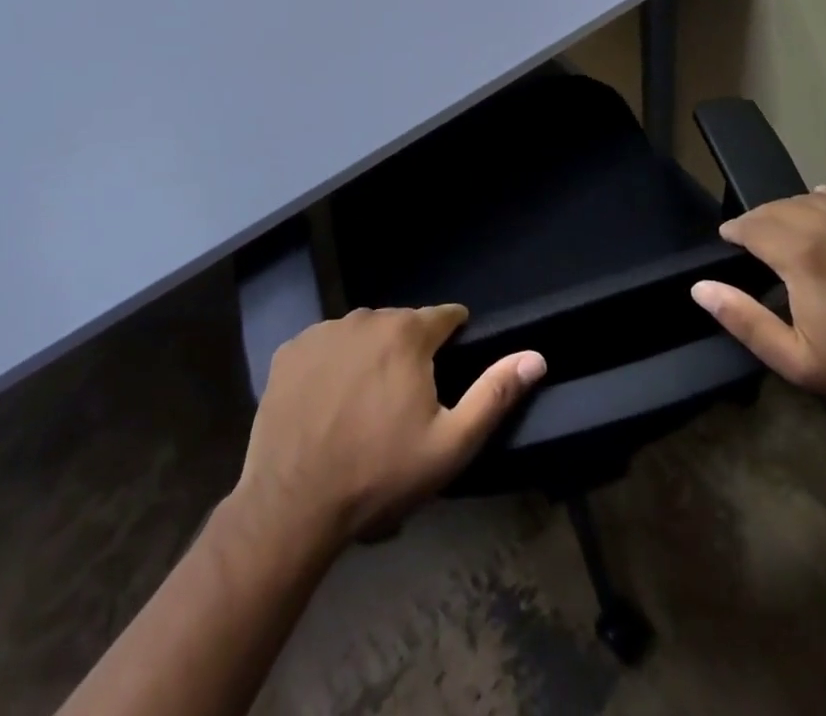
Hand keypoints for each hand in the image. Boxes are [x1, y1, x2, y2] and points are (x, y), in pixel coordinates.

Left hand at [237, 306, 545, 547]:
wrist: (291, 507)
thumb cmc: (379, 474)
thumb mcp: (450, 444)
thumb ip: (494, 394)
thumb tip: (536, 356)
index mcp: (407, 333)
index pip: (445, 317)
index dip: (453, 337)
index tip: (449, 367)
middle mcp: (365, 318)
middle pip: (401, 325)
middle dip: (410, 352)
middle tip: (404, 402)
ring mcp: (322, 332)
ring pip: (362, 334)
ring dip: (370, 356)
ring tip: (365, 404)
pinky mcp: (289, 351)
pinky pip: (324, 347)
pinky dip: (332, 364)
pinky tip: (328, 402)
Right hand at [691, 186, 825, 418]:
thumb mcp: (796, 360)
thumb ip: (743, 320)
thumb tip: (700, 287)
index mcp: (803, 255)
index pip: (753, 224)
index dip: (735, 231)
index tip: (729, 242)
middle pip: (779, 207)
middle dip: (760, 220)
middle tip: (754, 241)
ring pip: (813, 197)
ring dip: (792, 209)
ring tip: (789, 229)